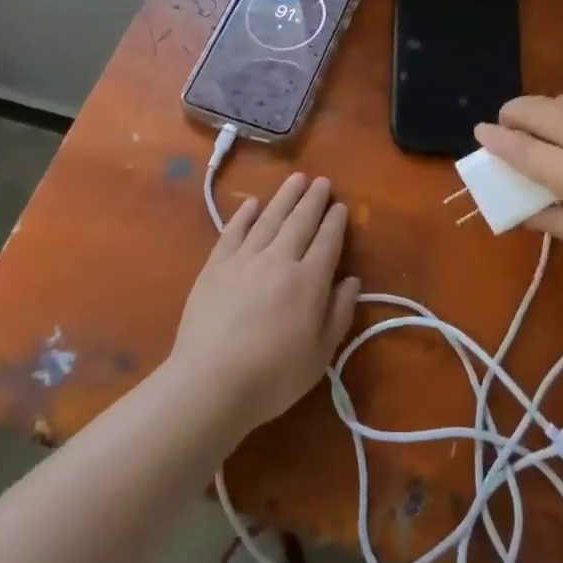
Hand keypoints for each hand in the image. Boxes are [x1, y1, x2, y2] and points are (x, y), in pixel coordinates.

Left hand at [170, 174, 359, 434]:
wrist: (211, 383)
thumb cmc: (274, 376)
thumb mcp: (320, 353)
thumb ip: (339, 312)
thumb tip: (352, 280)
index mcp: (309, 280)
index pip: (327, 241)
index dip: (335, 221)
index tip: (340, 205)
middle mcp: (279, 259)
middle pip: (300, 221)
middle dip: (313, 199)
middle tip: (322, 181)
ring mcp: (244, 259)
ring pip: (269, 218)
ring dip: (284, 197)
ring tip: (296, 179)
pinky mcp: (215, 267)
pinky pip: (233, 232)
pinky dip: (244, 216)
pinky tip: (251, 204)